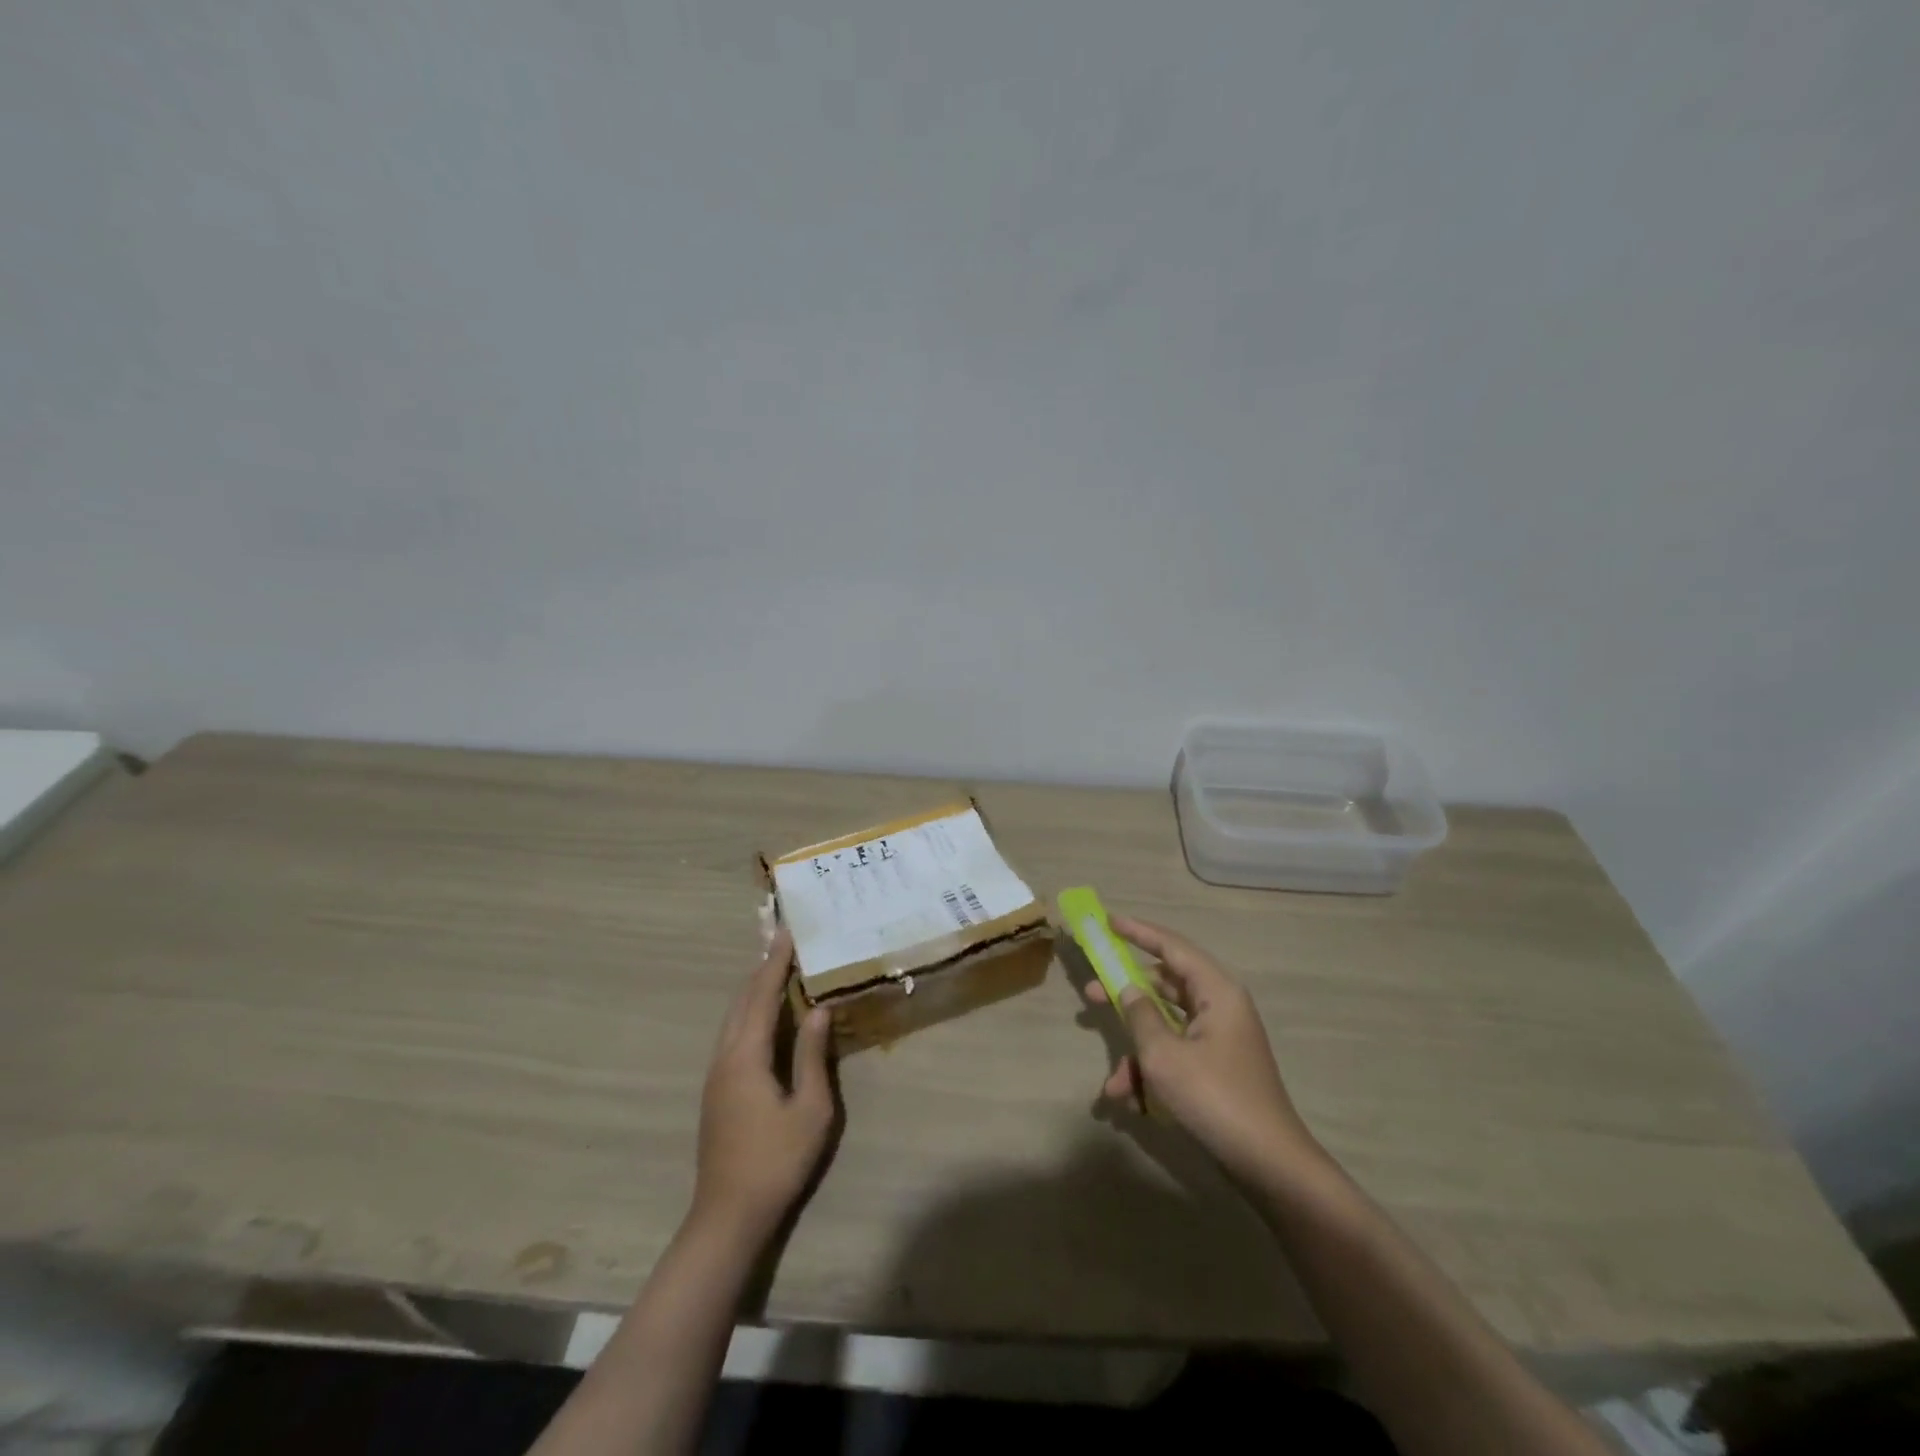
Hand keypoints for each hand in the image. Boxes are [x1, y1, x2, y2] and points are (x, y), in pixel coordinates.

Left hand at [693, 929, 835, 1238]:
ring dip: (753, 990)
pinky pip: (732, 1035)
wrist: (728, 1215)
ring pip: (732, 1018)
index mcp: (746, 1056)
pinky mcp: (716, 1091)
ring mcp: (715, 1075)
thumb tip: (818, 1009)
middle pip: (741, 1001)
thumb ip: (812, 1055)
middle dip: (761, 969)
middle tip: (782, 942)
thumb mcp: (810, 1108)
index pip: (761, 996)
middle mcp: (724, 1057)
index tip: (786, 932)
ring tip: (775, 970)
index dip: (775, 962)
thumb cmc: (777, 1160)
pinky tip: (763, 1017)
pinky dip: (748, 1012)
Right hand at [1084, 915, 1325, 1186]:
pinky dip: (1152, 1073)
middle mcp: (1220, 1007)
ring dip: (1136, 1052)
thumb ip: (1140, 1014)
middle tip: (1090, 993)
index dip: (1138, 931)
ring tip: (1112, 1081)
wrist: (1268, 1165)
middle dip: (1126, 996)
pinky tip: (1131, 1104)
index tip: (1107, 921)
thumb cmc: (1215, 1097)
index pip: (1172, 946)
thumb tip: (1127, 988)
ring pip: (1166, 1027)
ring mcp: (1219, 1039)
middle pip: (1165, 986)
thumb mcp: (1164, 1055)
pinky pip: (1175, 1055)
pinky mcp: (1216, 1068)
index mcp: (1217, 991)